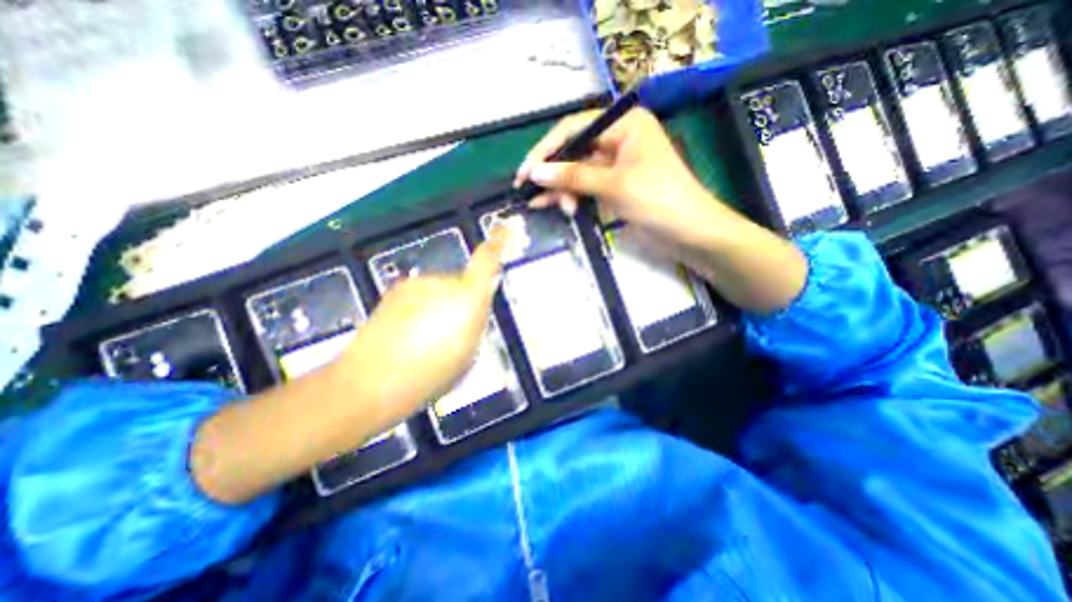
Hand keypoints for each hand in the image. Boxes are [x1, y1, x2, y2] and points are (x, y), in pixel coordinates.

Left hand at [338, 229, 510, 426]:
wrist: (371, 381)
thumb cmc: (430, 374)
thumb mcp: (469, 353)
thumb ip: (477, 323)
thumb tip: (476, 309)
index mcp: (467, 299)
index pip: (487, 262)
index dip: (498, 242)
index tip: (506, 227)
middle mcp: (442, 282)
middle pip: (463, 282)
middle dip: (464, 300)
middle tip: (454, 332)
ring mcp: (416, 284)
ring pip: (440, 289)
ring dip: (441, 305)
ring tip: (426, 338)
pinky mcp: (397, 290)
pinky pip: (421, 294)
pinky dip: (421, 307)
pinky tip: (408, 333)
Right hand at [512, 108, 803, 315]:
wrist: (690, 233)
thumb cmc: (658, 199)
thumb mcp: (613, 185)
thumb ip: (573, 177)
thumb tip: (535, 173)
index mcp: (624, 124)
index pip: (574, 128)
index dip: (547, 149)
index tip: (525, 171)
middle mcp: (618, 139)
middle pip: (574, 151)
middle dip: (555, 174)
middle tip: (532, 193)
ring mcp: (616, 165)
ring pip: (578, 172)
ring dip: (564, 190)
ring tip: (559, 208)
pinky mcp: (615, 187)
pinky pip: (587, 187)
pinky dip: (573, 197)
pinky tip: (560, 207)